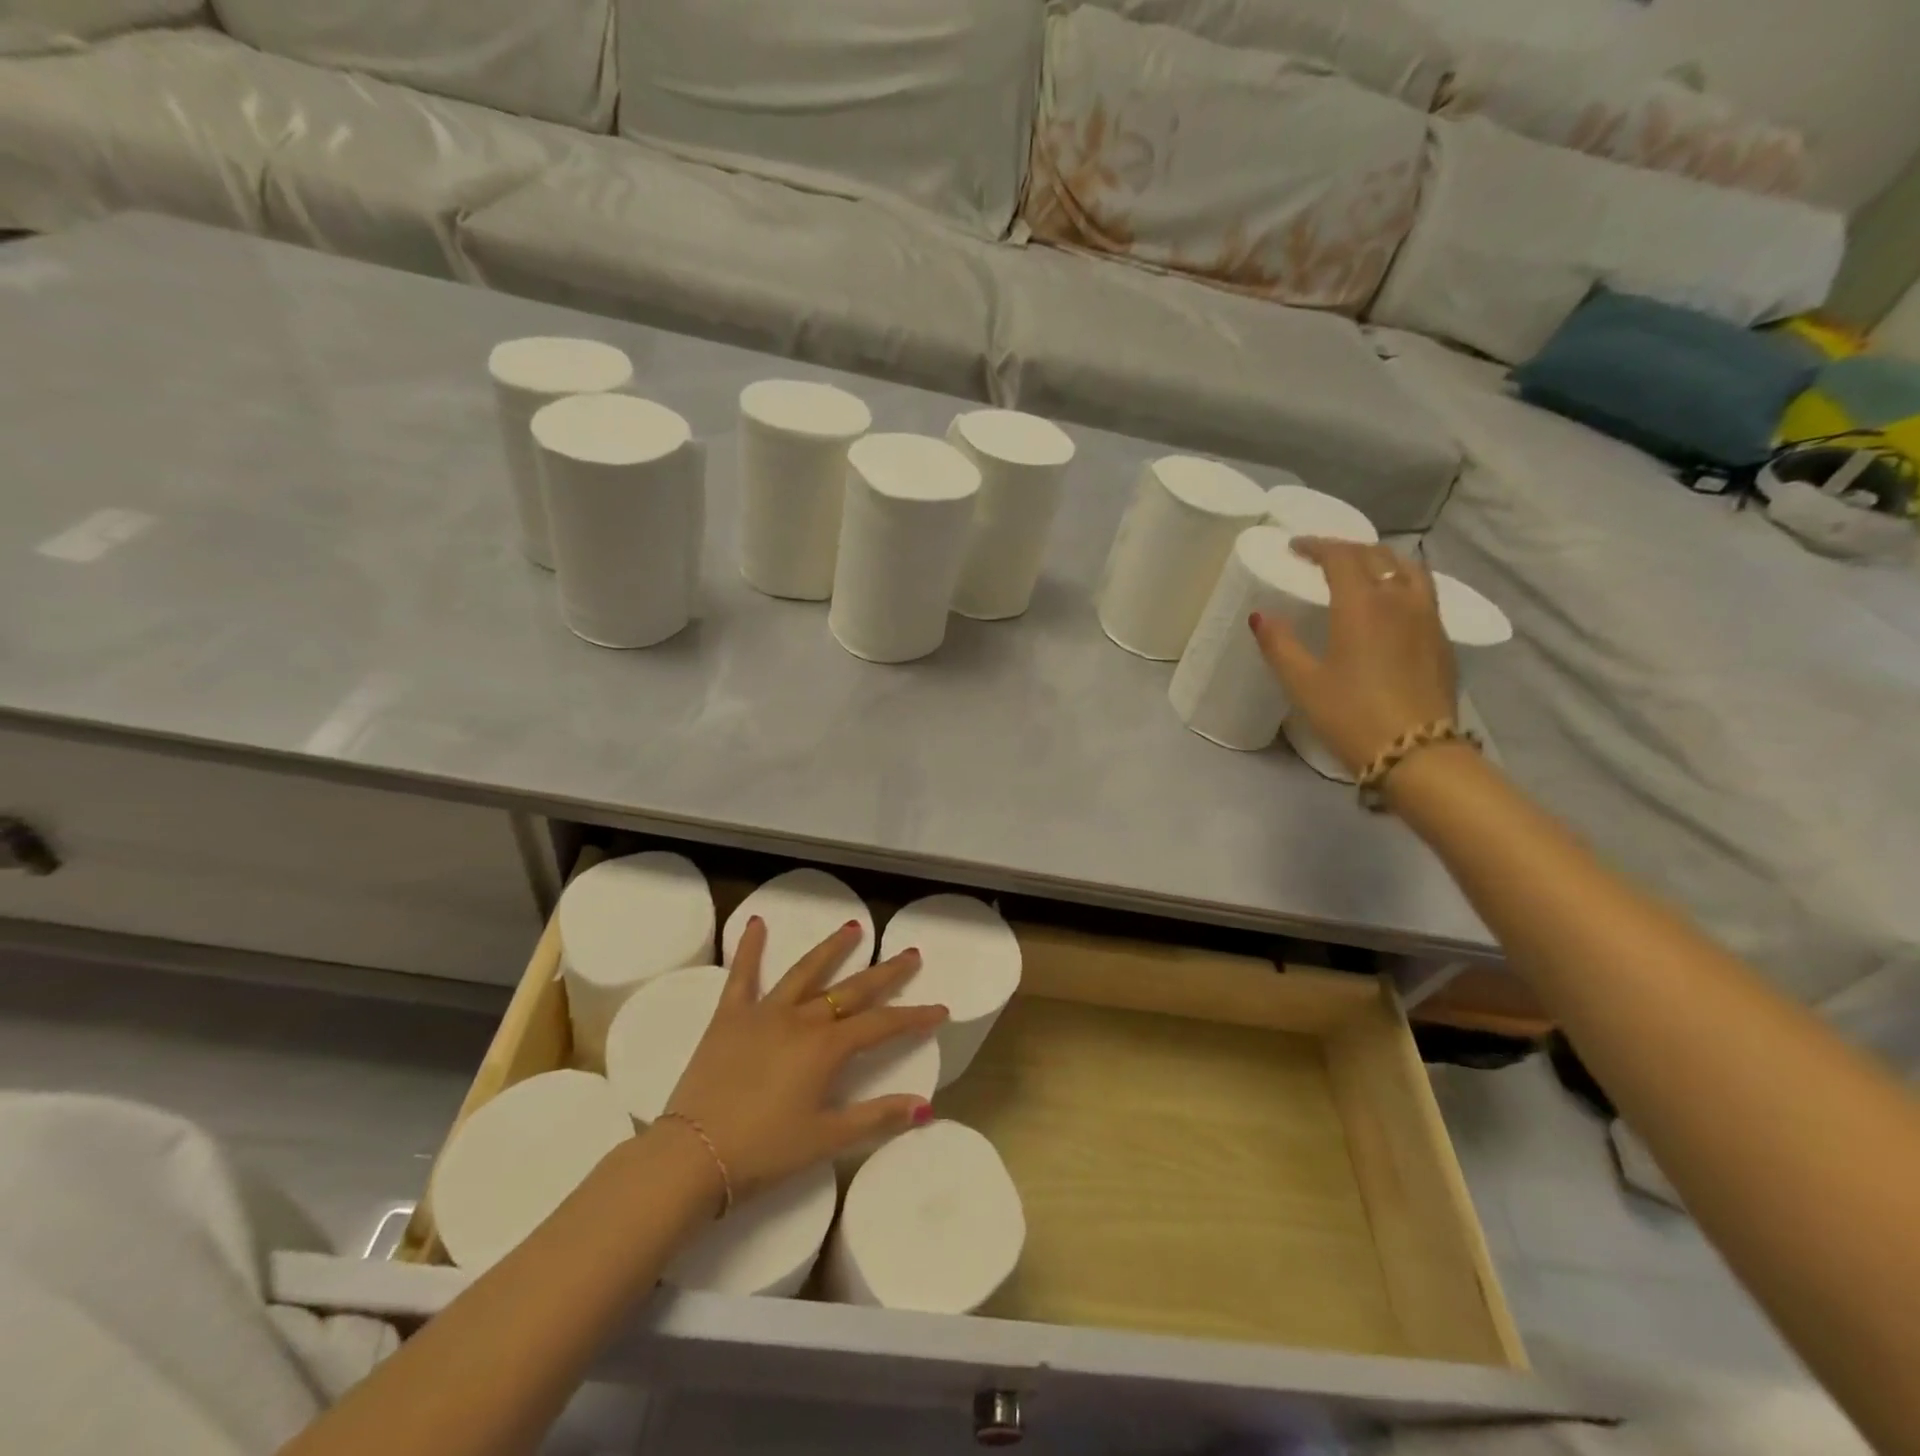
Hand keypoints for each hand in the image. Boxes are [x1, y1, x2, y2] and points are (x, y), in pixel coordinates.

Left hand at [661, 918, 946, 1204]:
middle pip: (851, 990)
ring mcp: (764, 1013)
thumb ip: (876, 1118)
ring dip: (832, 949)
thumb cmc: (764, 1151)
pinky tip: (757, 922)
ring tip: (853, 928)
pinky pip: (742, 976)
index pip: (881, 1025)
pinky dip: (750, 948)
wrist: (692, 1155)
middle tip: (910, 954)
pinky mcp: (729, 1017)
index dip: (914, 1017)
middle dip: (885, 973)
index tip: (941, 1009)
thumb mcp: (825, 1139)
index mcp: (826, 1049)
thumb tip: (925, 1106)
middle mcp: (801, 1020)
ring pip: (805, 972)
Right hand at [1251, 537, 1457, 774]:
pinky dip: (1402, 582)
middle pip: (1378, 556)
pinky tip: (1390, 604)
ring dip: (1382, 560)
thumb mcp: (1302, 683)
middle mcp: (1399, 600)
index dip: (1317, 545)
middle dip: (1348, 549)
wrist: (1417, 752)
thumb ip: (1279, 644)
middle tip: (1324, 556)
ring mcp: (1428, 618)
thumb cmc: (1350, 715)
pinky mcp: (1442, 640)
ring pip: (1409, 570)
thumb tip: (1261, 616)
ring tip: (1363, 570)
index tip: (1296, 547)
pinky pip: (1423, 592)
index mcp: (1362, 604)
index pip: (1341, 557)